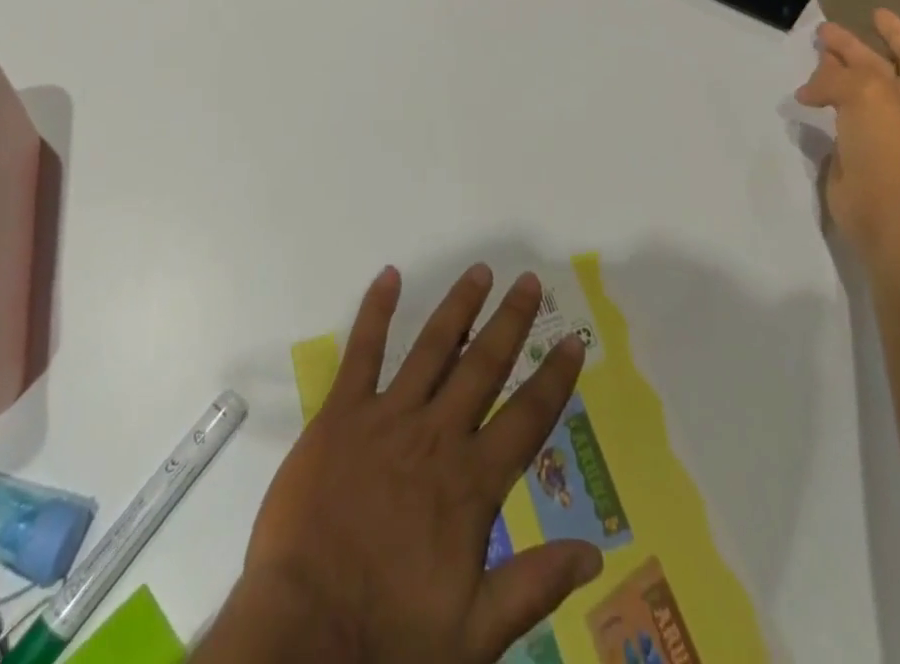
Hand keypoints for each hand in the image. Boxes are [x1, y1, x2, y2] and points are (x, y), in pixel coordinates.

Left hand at [199, 265, 603, 663]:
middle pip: (483, 365)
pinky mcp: (342, 414)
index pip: (527, 417)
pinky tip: (389, 276)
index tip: (574, 340)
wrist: (304, 635)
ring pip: (433, 347)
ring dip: (459, 306)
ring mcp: (388, 417)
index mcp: (471, 483)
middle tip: (530, 281)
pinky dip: (376, 311)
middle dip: (511, 321)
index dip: (553, 377)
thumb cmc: (391, 638)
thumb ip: (535, 586)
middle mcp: (437, 435)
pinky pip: (363, 352)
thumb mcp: (475, 633)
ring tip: (480, 271)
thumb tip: (595, 554)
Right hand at [796, 9, 899, 264]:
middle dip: (852, 49)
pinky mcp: (854, 151)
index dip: (896, 30)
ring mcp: (878, 131)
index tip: (874, 12)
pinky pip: (837, 116)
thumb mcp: (866, 93)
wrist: (885, 207)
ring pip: (853, 92)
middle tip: (823, 33)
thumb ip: (837, 77)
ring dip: (833, 75)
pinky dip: (822, 102)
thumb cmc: (888, 144)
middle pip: (876, 68)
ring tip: (809, 60)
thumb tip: (809, 89)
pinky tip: (803, 98)